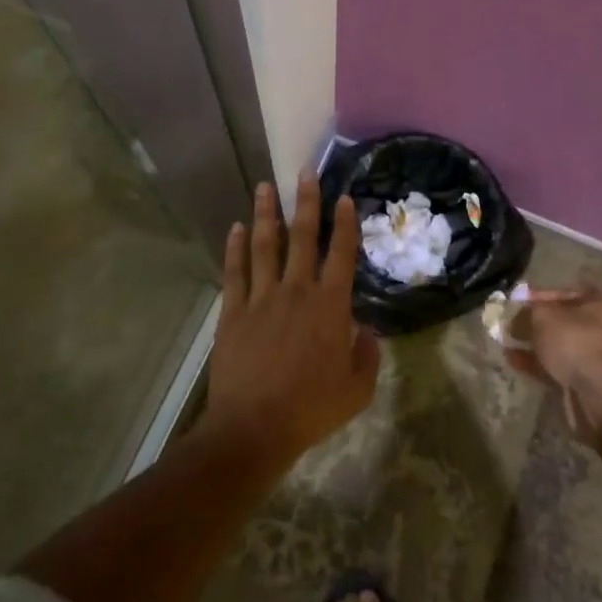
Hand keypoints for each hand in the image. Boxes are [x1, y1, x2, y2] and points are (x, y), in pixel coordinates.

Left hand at [202, 173, 380, 476]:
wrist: (254, 428)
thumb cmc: (310, 409)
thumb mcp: (356, 390)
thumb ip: (367, 357)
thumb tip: (368, 332)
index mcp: (330, 306)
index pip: (341, 254)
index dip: (345, 223)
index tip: (345, 197)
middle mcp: (296, 291)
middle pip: (303, 237)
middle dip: (306, 202)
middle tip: (305, 172)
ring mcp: (261, 298)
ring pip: (265, 245)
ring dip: (267, 214)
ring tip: (265, 186)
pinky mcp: (234, 311)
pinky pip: (235, 271)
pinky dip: (236, 247)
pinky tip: (237, 227)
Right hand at [503, 288, 601, 454]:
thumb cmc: (577, 342)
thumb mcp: (544, 317)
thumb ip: (528, 312)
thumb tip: (517, 318)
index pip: (567, 293)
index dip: (540, 296)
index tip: (518, 302)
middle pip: (565, 322)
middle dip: (536, 325)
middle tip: (512, 327)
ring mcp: (601, 358)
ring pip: (562, 347)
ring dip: (535, 346)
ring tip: (507, 345)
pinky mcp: (592, 383)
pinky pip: (561, 368)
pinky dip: (539, 364)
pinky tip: (515, 362)